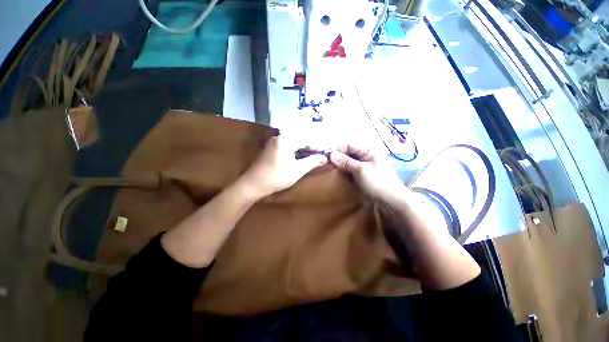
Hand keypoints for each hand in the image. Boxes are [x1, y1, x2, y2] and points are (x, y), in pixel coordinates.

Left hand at [239, 136, 327, 198]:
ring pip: (295, 141)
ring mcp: (275, 141)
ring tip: (315, 155)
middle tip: (322, 154)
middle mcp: (280, 136)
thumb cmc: (276, 178)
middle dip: (312, 146)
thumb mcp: (297, 170)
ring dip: (305, 148)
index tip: (327, 152)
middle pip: (301, 138)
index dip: (318, 146)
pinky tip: (302, 155)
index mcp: (286, 140)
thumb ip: (312, 162)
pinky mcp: (272, 146)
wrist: (253, 184)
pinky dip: (297, 150)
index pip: (307, 139)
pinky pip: (288, 145)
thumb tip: (325, 157)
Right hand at [328, 144, 408, 204]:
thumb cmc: (378, 182)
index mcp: (368, 150)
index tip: (324, 154)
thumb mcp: (361, 170)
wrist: (391, 201)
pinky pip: (349, 168)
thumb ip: (346, 161)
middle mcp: (365, 155)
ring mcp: (363, 165)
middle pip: (347, 152)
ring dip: (338, 164)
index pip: (348, 145)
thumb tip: (331, 154)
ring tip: (328, 167)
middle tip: (324, 162)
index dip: (336, 149)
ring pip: (347, 161)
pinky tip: (335, 172)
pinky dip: (342, 170)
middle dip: (336, 156)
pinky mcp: (361, 174)